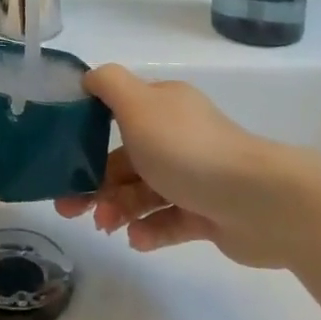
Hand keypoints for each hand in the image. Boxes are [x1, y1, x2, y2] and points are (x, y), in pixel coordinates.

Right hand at [54, 65, 295, 267]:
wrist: (258, 200)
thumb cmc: (187, 149)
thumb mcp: (138, 104)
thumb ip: (108, 85)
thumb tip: (89, 79)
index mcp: (163, 107)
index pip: (119, 114)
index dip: (87, 135)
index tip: (63, 159)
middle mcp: (179, 136)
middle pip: (127, 158)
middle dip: (95, 182)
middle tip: (69, 209)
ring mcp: (196, 176)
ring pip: (145, 191)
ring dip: (119, 208)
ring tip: (105, 226)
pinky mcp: (209, 213)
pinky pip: (170, 220)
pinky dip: (149, 229)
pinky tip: (136, 240)